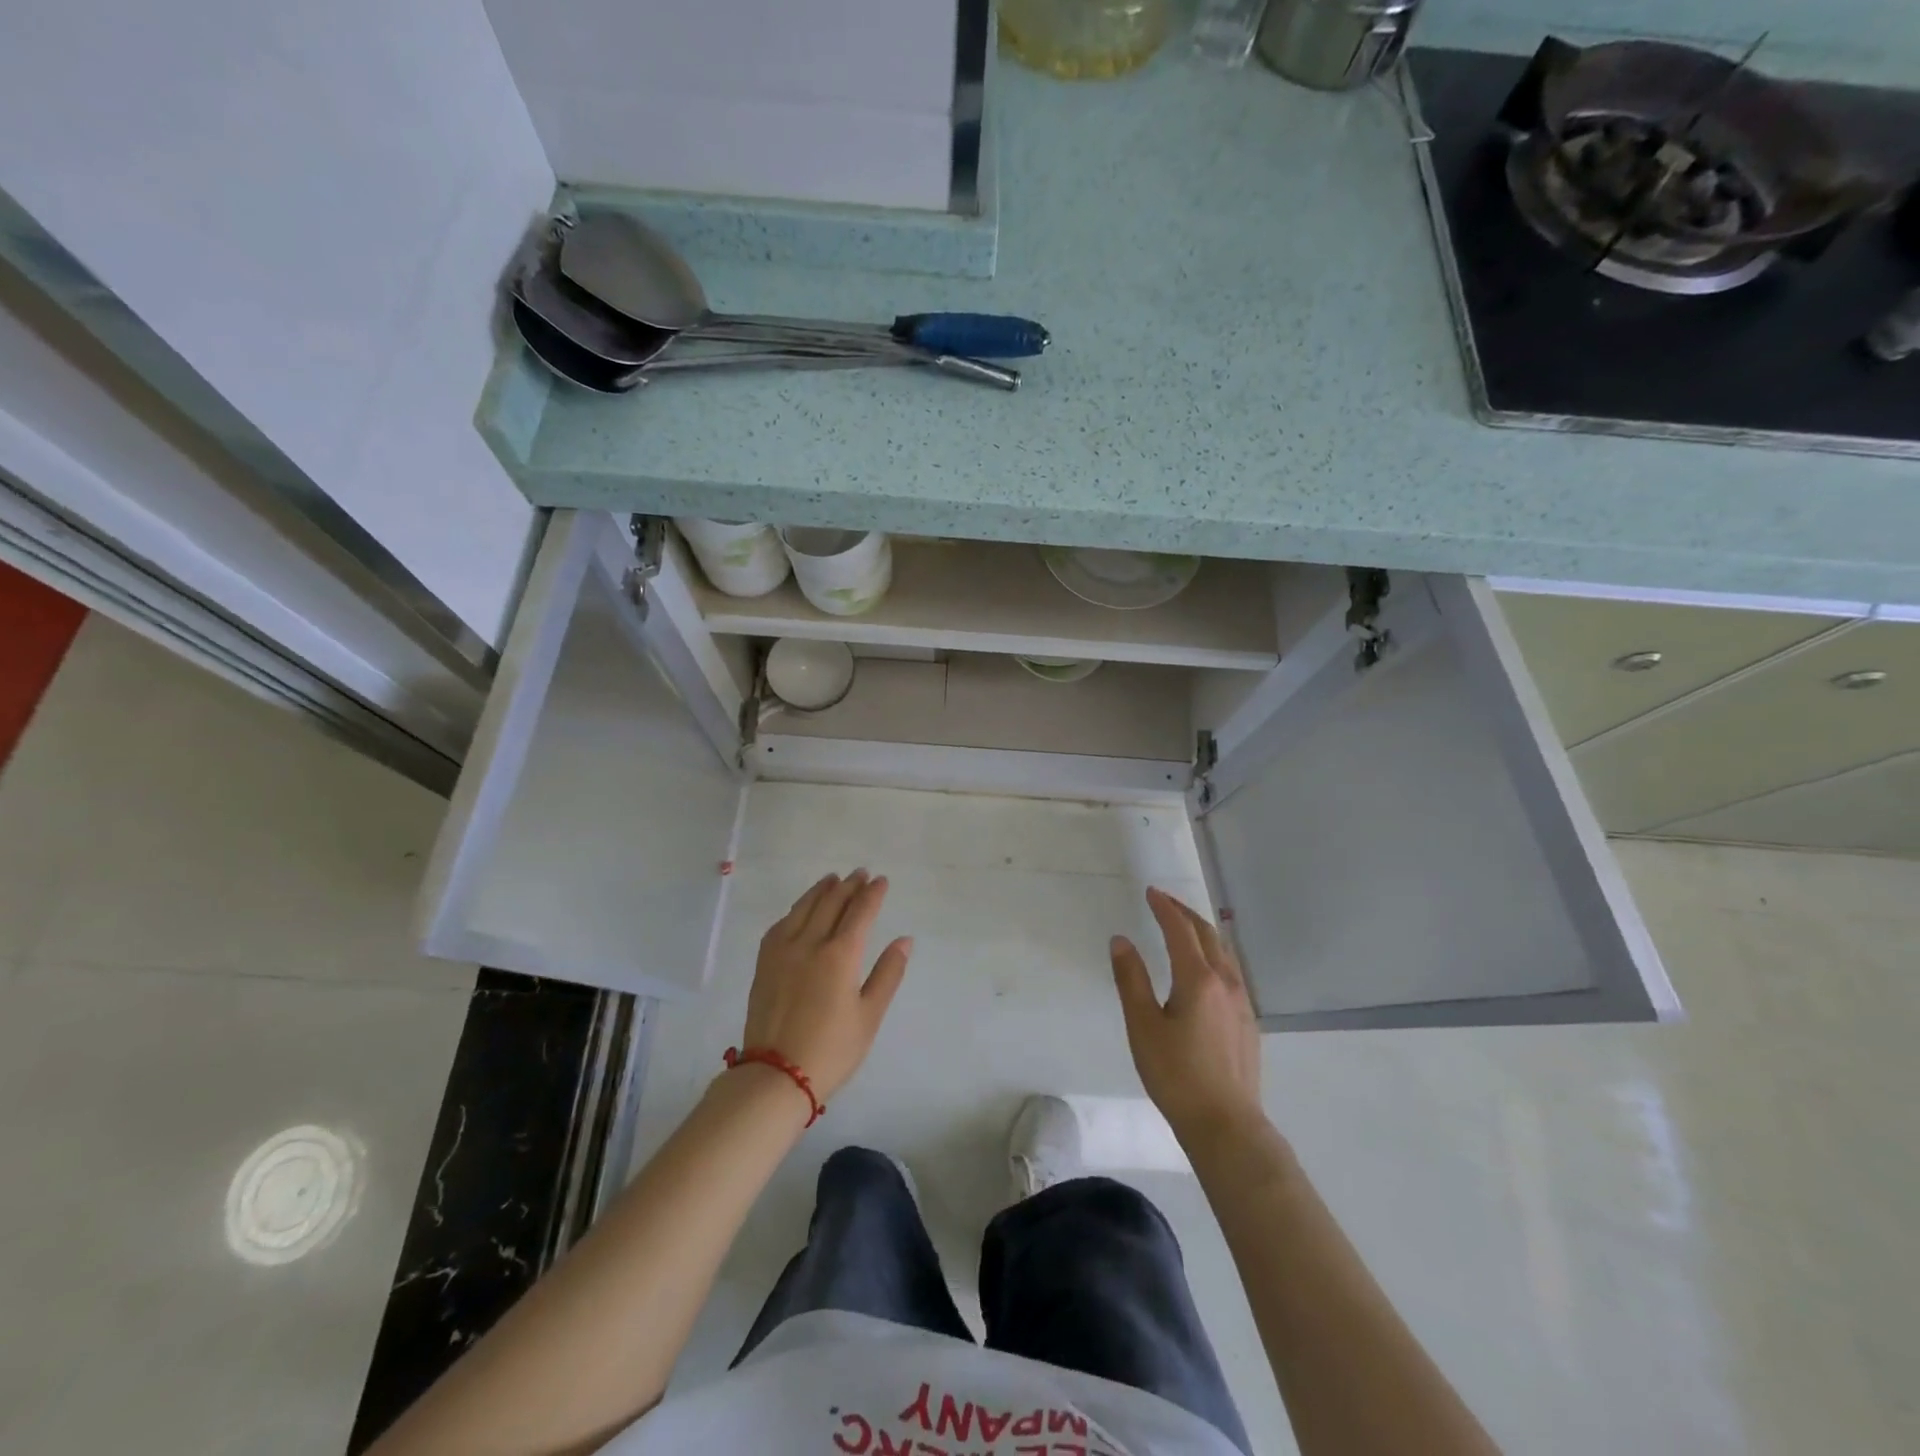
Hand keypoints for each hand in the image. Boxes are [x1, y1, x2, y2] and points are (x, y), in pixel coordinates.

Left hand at [738, 869, 911, 1105]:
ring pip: (804, 908)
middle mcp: (810, 943)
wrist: (776, 1075)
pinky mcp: (765, 963)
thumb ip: (888, 973)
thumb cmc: (832, 1050)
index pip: (860, 912)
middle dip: (849, 886)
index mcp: (841, 955)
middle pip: (832, 903)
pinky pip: (781, 924)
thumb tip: (904, 940)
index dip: (872, 894)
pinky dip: (796, 909)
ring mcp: (783, 951)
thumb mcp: (869, 1015)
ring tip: (832, 879)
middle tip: (860, 874)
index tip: (881, 880)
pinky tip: (800, 909)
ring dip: (821, 890)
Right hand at [1111, 887, 1263, 1144]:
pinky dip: (1214, 954)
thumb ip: (1131, 979)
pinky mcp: (1248, 1022)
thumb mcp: (1143, 1026)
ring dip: (1203, 932)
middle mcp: (1226, 982)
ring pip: (1224, 953)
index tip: (1151, 892)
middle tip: (1165, 902)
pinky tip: (1207, 969)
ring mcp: (1242, 1002)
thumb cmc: (1177, 1075)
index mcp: (1198, 979)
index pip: (1180, 930)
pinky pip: (1231, 972)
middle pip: (1207, 935)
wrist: (1227, 1125)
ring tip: (1185, 927)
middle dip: (1185, 914)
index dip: (1165, 908)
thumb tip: (1121, 940)